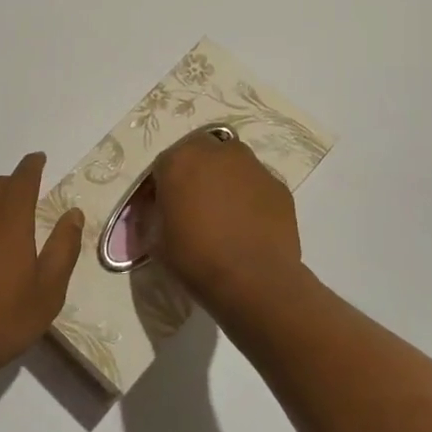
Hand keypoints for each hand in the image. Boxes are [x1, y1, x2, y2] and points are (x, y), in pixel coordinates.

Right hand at [151, 129, 302, 311]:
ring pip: (231, 165)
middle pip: (200, 155)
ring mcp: (252, 166)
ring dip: (223, 180)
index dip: (159, 189)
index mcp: (180, 160)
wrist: (253, 279)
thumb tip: (157, 212)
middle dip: (194, 174)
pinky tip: (247, 224)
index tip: (159, 211)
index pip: (162, 166)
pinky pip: (255, 185)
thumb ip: (153, 215)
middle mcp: (217, 152)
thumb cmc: (195, 257)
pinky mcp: (278, 185)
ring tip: (223, 214)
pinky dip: (249, 197)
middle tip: (193, 205)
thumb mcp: (156, 239)